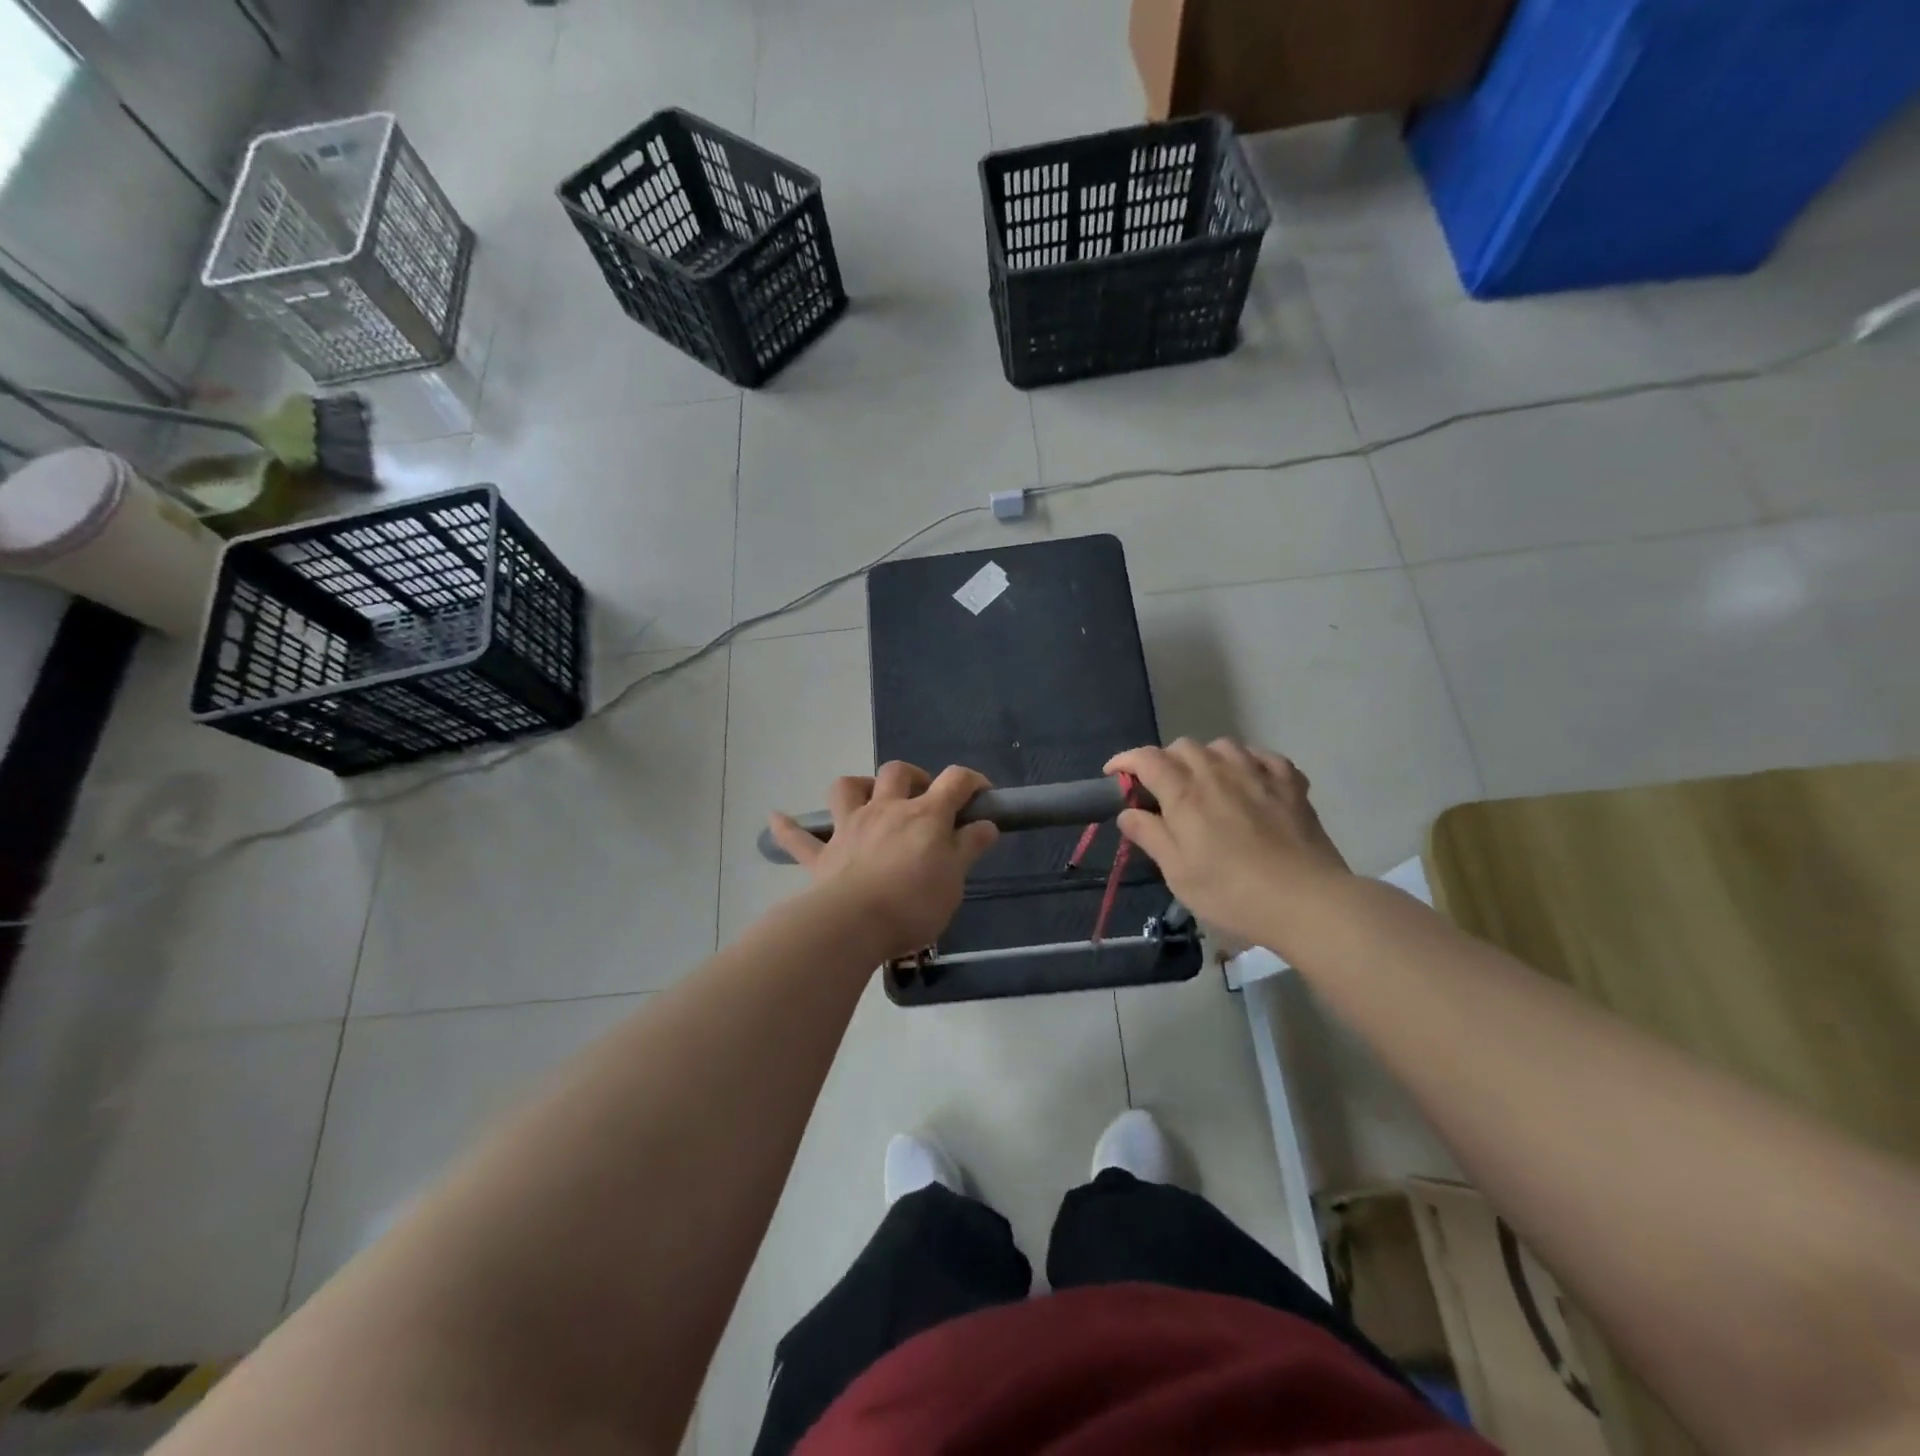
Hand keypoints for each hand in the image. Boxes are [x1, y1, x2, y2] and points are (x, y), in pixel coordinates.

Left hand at [768, 762, 999, 960]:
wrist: (854, 924)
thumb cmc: (914, 902)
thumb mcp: (955, 878)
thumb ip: (968, 847)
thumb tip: (985, 823)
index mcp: (925, 815)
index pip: (955, 781)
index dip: (972, 781)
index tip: (982, 796)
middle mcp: (886, 810)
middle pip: (897, 772)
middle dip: (913, 776)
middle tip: (924, 798)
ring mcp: (849, 828)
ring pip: (846, 788)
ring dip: (857, 786)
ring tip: (868, 797)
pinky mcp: (822, 856)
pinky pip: (798, 837)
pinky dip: (788, 826)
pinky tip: (777, 817)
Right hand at [1105, 739, 1350, 949]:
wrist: (1307, 901)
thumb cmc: (1232, 893)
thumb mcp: (1179, 873)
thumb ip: (1150, 836)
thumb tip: (1128, 812)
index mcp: (1185, 794)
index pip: (1146, 759)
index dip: (1125, 761)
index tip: (1113, 775)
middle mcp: (1218, 773)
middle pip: (1182, 746)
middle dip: (1164, 761)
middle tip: (1160, 790)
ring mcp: (1258, 774)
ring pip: (1223, 745)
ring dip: (1205, 757)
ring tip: (1204, 782)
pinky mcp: (1291, 784)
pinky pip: (1264, 756)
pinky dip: (1248, 761)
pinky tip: (1248, 779)